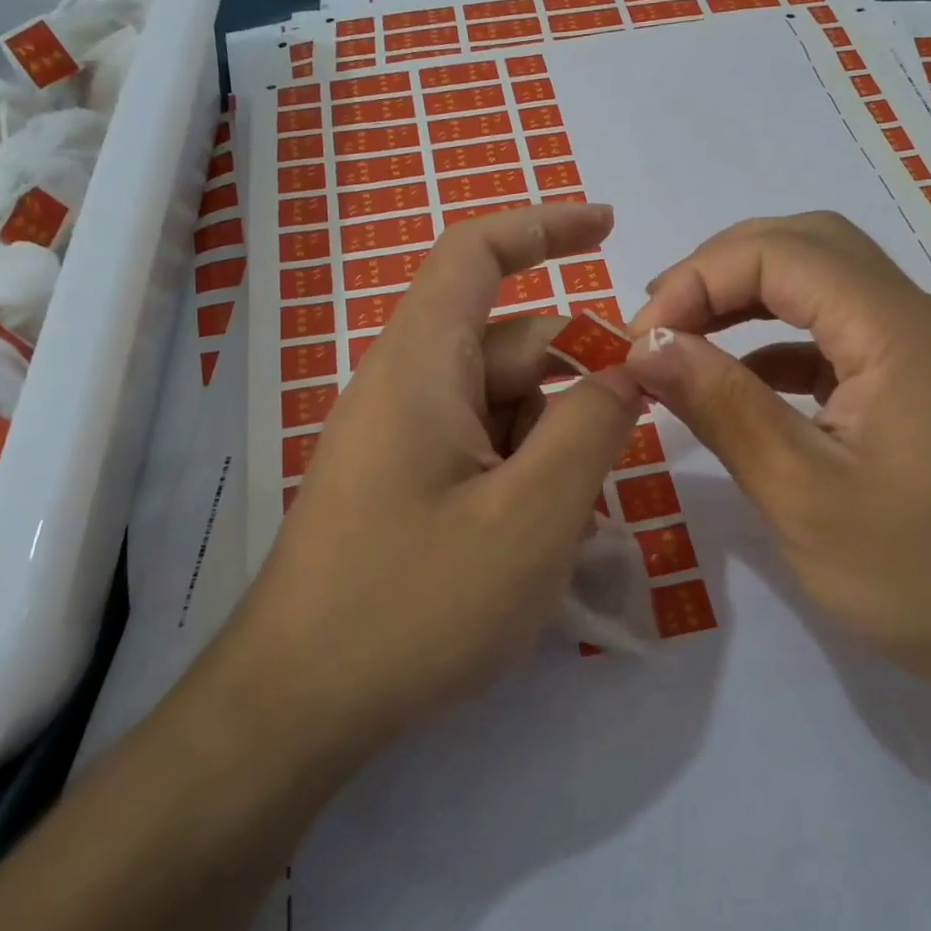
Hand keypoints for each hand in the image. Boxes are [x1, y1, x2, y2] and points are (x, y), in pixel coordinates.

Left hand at [222, 203, 643, 761]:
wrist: (298, 705)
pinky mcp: (402, 481)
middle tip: (621, 451)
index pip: (476, 253)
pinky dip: (523, 474)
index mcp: (421, 364)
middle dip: (576, 384)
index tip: (609, 229)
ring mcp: (401, 436)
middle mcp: (406, 385)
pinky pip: (480, 447)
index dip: (544, 225)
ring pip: (503, 404)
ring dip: (552, 445)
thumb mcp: (533, 515)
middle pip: (511, 344)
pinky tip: (537, 543)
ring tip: (567, 527)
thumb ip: (593, 426)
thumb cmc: (415, 604)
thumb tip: (631, 365)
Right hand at [626, 212, 930, 705]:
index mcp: (900, 330)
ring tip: (688, 338)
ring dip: (752, 297)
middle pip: (810, 245)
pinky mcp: (929, 384)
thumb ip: (721, 406)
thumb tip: (647, 345)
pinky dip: (784, 340)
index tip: (642, 338)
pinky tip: (746, 382)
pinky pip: (845, 333)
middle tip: (661, 320)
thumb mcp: (801, 494)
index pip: (782, 253)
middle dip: (723, 269)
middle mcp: (922, 318)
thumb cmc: (922, 578)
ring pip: (829, 283)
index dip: (699, 278)